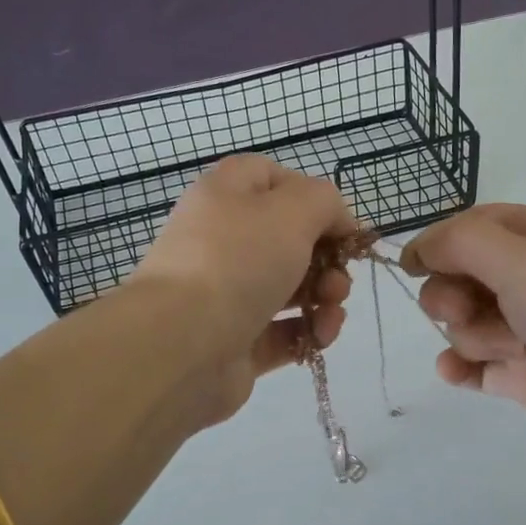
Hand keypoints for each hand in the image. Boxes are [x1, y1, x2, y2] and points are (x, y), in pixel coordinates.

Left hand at [130, 156, 356, 422]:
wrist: (182, 345)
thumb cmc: (237, 262)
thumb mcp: (292, 211)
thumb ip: (325, 202)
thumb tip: (337, 222)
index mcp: (226, 197)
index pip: (272, 178)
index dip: (313, 197)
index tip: (344, 228)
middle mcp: (223, 242)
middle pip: (289, 239)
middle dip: (328, 259)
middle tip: (341, 279)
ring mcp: (227, 295)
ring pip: (290, 288)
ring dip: (325, 298)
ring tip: (331, 314)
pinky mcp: (236, 341)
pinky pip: (282, 331)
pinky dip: (308, 333)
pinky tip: (320, 338)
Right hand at [403, 204, 525, 476]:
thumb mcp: (520, 258)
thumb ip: (459, 243)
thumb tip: (419, 251)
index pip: (473, 227)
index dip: (439, 244)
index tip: (412, 266)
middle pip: (461, 276)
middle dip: (453, 294)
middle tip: (467, 308)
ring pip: (464, 323)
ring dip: (474, 335)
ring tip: (511, 349)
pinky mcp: (524, 373)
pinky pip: (472, 364)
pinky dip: (460, 367)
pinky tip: (456, 373)